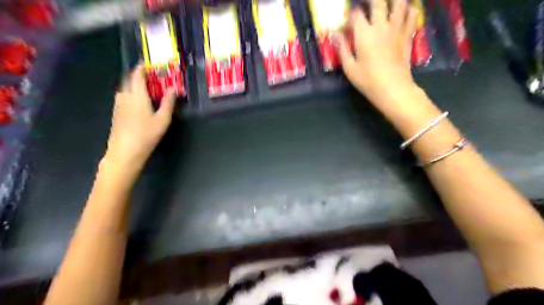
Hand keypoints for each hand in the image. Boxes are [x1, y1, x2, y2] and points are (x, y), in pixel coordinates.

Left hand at [103, 63, 175, 173]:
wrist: (125, 151)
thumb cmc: (147, 134)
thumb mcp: (163, 119)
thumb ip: (168, 102)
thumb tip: (173, 88)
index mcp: (137, 95)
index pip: (136, 76)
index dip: (141, 68)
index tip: (146, 63)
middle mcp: (125, 96)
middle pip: (128, 80)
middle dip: (136, 75)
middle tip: (148, 77)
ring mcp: (118, 105)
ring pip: (124, 89)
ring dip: (132, 85)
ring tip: (144, 89)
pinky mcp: (116, 113)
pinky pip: (122, 97)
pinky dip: (129, 94)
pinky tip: (137, 103)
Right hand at [336, 0, 419, 102]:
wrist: (392, 88)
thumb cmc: (367, 80)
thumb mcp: (349, 68)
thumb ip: (342, 49)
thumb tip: (336, 35)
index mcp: (364, 34)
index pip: (356, 14)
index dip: (349, 16)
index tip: (346, 25)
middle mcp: (381, 26)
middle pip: (378, 2)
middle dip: (371, 0)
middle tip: (366, 5)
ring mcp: (396, 29)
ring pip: (399, 3)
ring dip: (392, 1)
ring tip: (386, 4)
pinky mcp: (407, 35)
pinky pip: (412, 15)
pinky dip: (409, 10)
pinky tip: (404, 12)